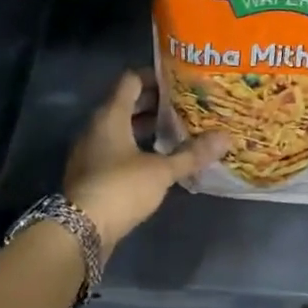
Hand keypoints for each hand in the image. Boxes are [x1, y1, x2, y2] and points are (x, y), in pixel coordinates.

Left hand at [64, 71, 228, 248]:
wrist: (81, 230)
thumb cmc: (120, 188)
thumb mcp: (161, 171)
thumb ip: (191, 154)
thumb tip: (225, 138)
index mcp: (110, 115)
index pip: (131, 80)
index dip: (154, 77)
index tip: (179, 81)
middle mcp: (96, 127)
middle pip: (125, 104)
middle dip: (154, 104)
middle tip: (185, 106)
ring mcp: (91, 151)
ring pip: (121, 128)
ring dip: (146, 128)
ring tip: (177, 131)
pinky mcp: (91, 173)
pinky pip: (115, 149)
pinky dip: (136, 147)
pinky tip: (158, 159)